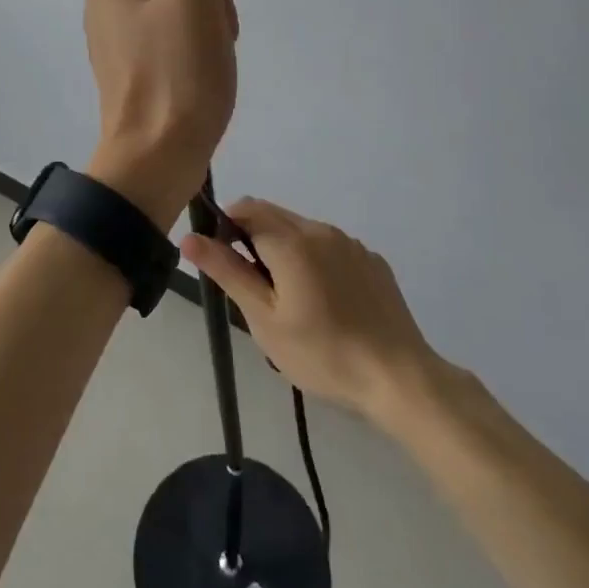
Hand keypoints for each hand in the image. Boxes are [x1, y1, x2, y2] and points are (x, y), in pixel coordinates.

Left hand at [83, 0, 242, 229]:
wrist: (156, 158)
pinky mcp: (136, 75)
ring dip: (211, 39)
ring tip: (206, 71)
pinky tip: (201, 86)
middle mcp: (106, 6)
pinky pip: (179, 51)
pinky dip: (199, 64)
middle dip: (212, 13)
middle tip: (208, 47)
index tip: (211, 14)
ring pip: (188, 20)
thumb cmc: (173, 71)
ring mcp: (120, 44)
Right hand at [180, 198, 453, 426]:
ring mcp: (350, 243)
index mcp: (291, 240)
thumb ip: (227, 271)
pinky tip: (325, 303)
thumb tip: (189, 237)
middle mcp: (321, 229)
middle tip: (253, 287)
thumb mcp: (264, 318)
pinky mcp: (372, 260)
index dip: (225, 227)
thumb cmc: (322, 353)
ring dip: (283, 248)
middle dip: (252, 237)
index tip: (224, 263)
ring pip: (302, 230)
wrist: (399, 378)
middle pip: (273, 214)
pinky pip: (330, 246)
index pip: (245, 209)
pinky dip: (314, 260)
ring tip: (289, 299)